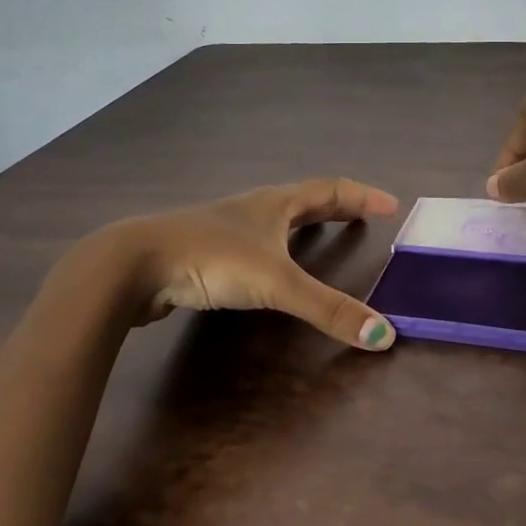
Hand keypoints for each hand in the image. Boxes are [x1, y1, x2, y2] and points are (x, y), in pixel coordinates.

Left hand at [69, 179, 401, 350]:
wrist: (134, 264)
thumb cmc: (211, 259)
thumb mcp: (276, 283)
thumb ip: (328, 309)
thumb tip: (385, 336)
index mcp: (275, 204)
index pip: (330, 190)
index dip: (363, 197)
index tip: (391, 206)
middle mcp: (253, 209)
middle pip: (304, 200)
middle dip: (337, 207)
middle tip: (363, 217)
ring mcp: (225, 229)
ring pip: (274, 220)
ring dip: (303, 225)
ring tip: (319, 237)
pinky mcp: (203, 252)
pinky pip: (252, 244)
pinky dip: (274, 249)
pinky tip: (265, 269)